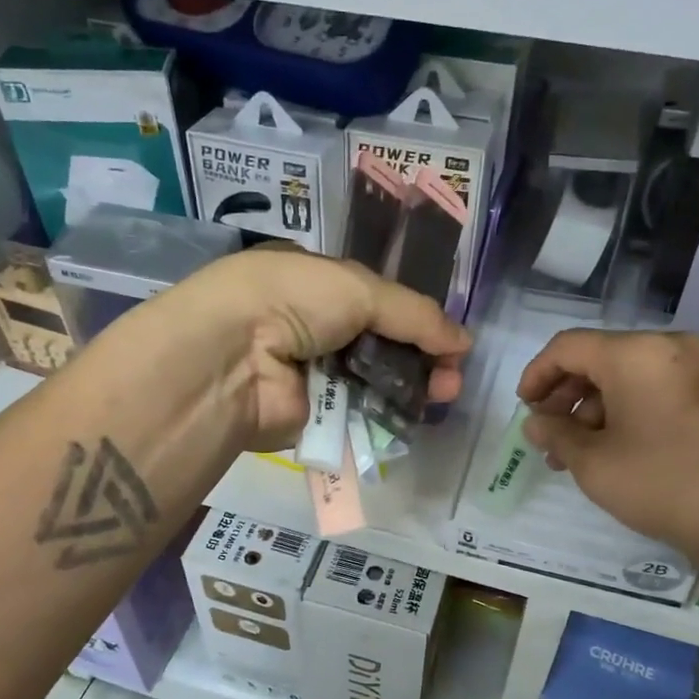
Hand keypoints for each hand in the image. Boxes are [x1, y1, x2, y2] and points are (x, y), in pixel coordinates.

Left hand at [158, 246, 471, 451]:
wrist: (235, 357)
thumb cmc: (294, 302)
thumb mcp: (360, 288)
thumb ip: (415, 314)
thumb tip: (463, 341)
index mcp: (318, 283)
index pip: (380, 302)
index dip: (419, 320)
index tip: (451, 342)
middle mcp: (315, 326)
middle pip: (383, 344)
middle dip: (424, 358)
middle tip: (451, 378)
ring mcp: (314, 372)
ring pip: (376, 381)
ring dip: (413, 388)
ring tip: (443, 395)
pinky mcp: (312, 415)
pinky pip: (358, 414)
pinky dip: (386, 414)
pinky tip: (415, 415)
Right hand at [516, 329, 698, 576]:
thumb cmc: (664, 483)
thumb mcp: (594, 463)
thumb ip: (556, 434)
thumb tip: (536, 423)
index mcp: (636, 353)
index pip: (568, 348)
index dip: (537, 375)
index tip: (524, 410)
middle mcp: (669, 348)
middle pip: (599, 359)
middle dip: (566, 397)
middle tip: (547, 437)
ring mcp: (697, 369)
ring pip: (627, 378)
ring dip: (593, 410)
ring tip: (574, 455)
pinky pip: (655, 390)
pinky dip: (626, 412)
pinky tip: (611, 451)